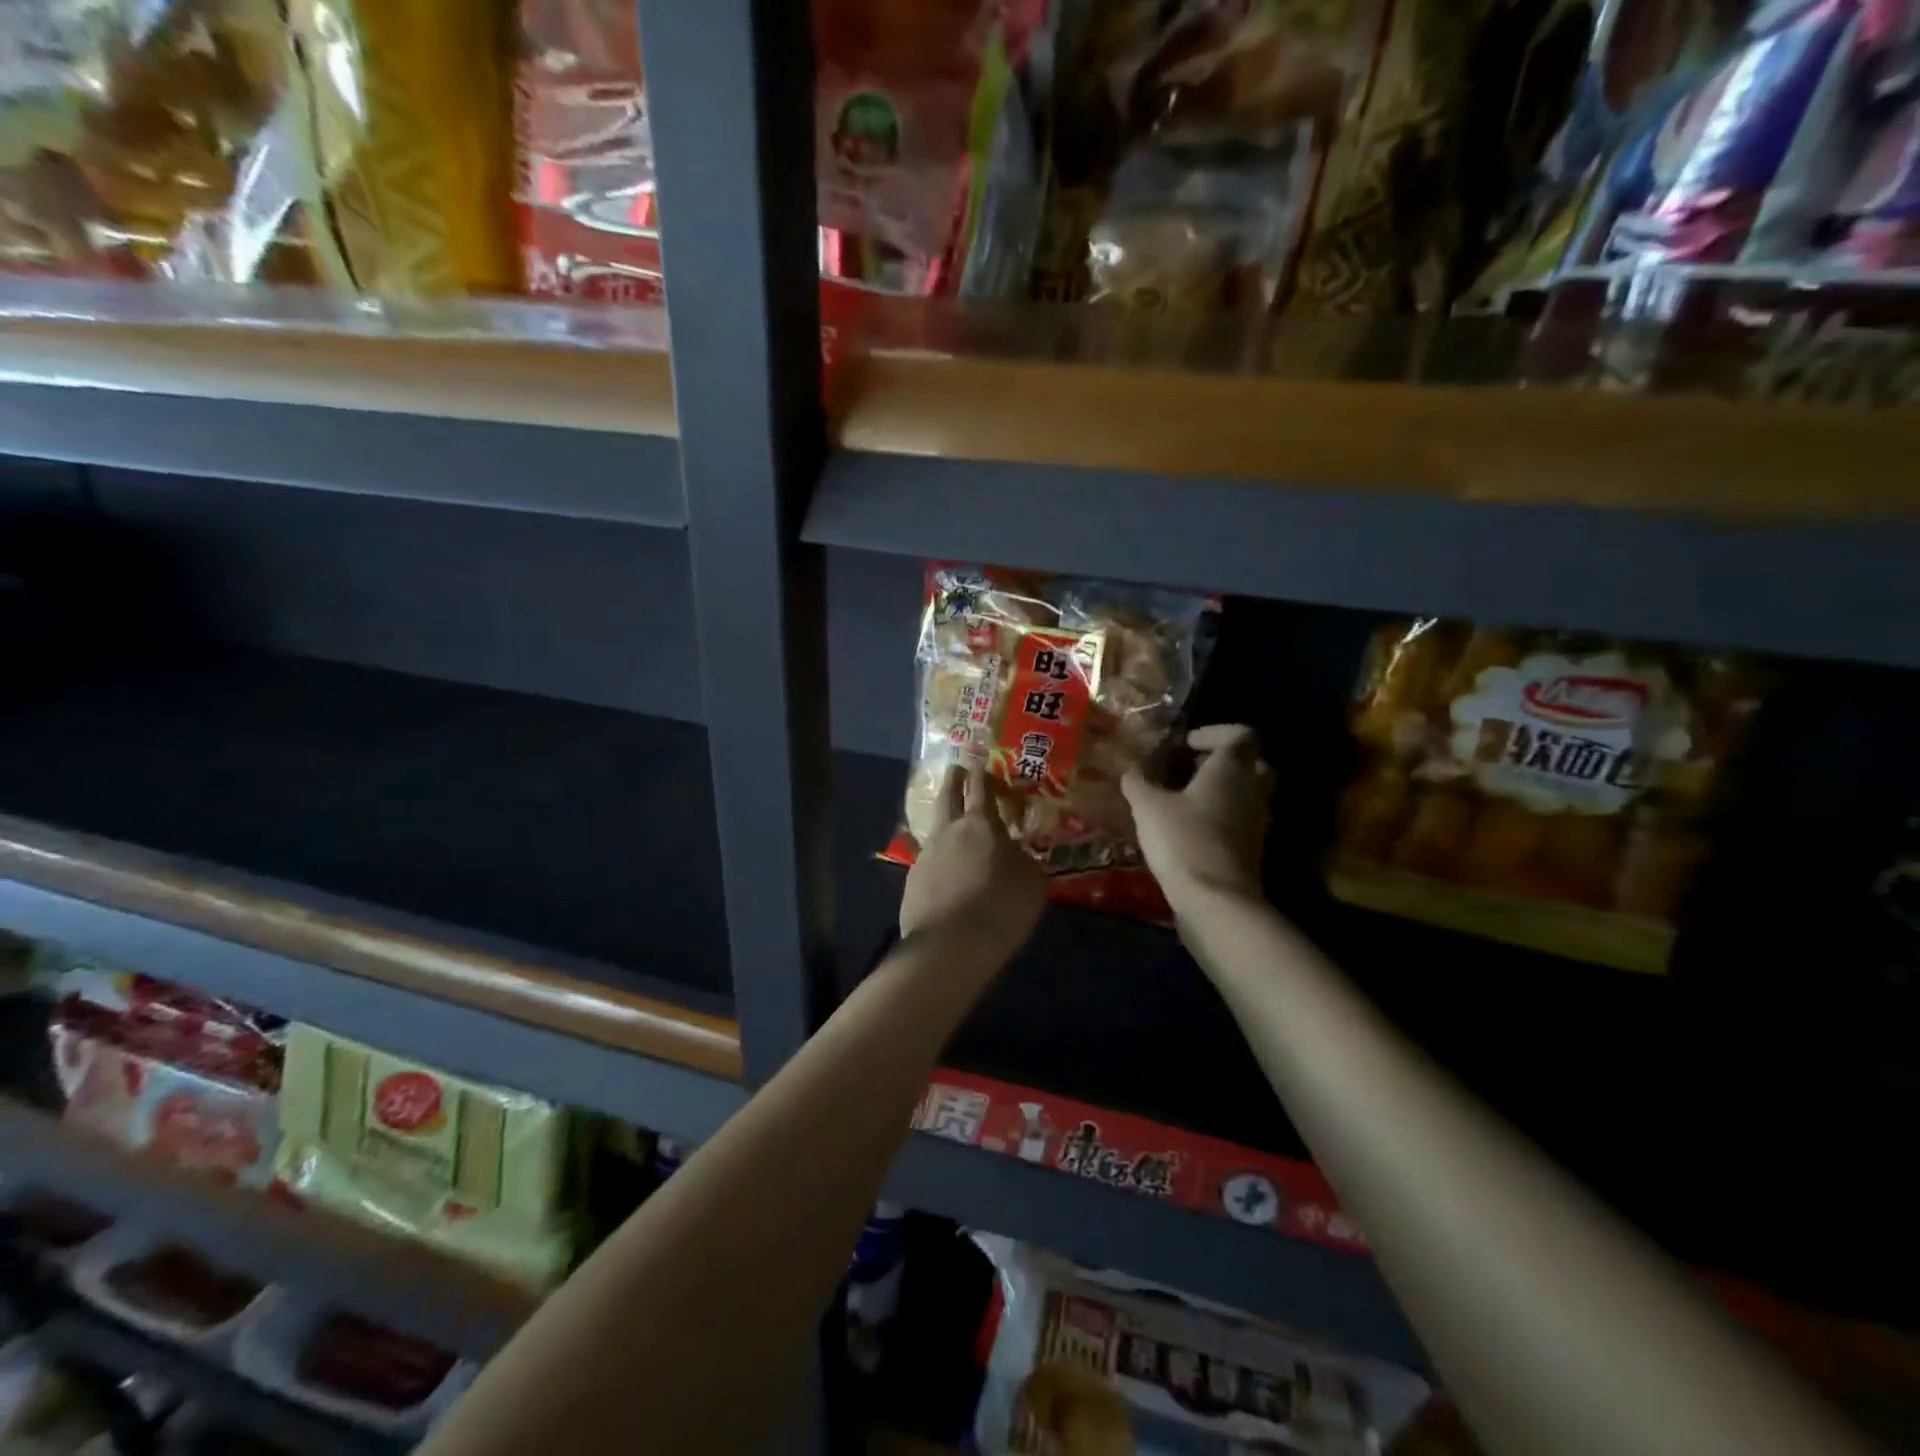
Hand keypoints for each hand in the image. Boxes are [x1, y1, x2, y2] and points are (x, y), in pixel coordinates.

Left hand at [900, 763, 1044, 961]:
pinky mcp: (912, 881)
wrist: (951, 945)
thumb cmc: (1001, 908)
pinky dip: (939, 861)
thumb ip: (1024, 860)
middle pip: (948, 796)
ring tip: (951, 824)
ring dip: (944, 821)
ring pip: (935, 828)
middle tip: (955, 769)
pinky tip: (945, 874)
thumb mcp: (1032, 883)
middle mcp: (949, 832)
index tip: (978, 760)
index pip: (981, 788)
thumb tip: (1015, 852)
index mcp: (982, 825)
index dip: (981, 773)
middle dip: (953, 780)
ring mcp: (926, 855)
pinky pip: (928, 861)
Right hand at [1122, 724, 1273, 909]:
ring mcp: (1256, 822)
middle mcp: (1252, 790)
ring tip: (1183, 799)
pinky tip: (1188, 828)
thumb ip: (1139, 781)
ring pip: (1248, 793)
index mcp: (1232, 769)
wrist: (1215, 901)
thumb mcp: (1148, 806)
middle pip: (1253, 763)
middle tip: (1191, 768)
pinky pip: (1240, 821)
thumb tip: (1132, 768)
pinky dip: (1220, 817)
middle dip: (1224, 761)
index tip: (1185, 744)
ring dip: (1222, 790)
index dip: (1215, 732)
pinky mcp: (1251, 850)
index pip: (1241, 734)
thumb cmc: (1183, 840)